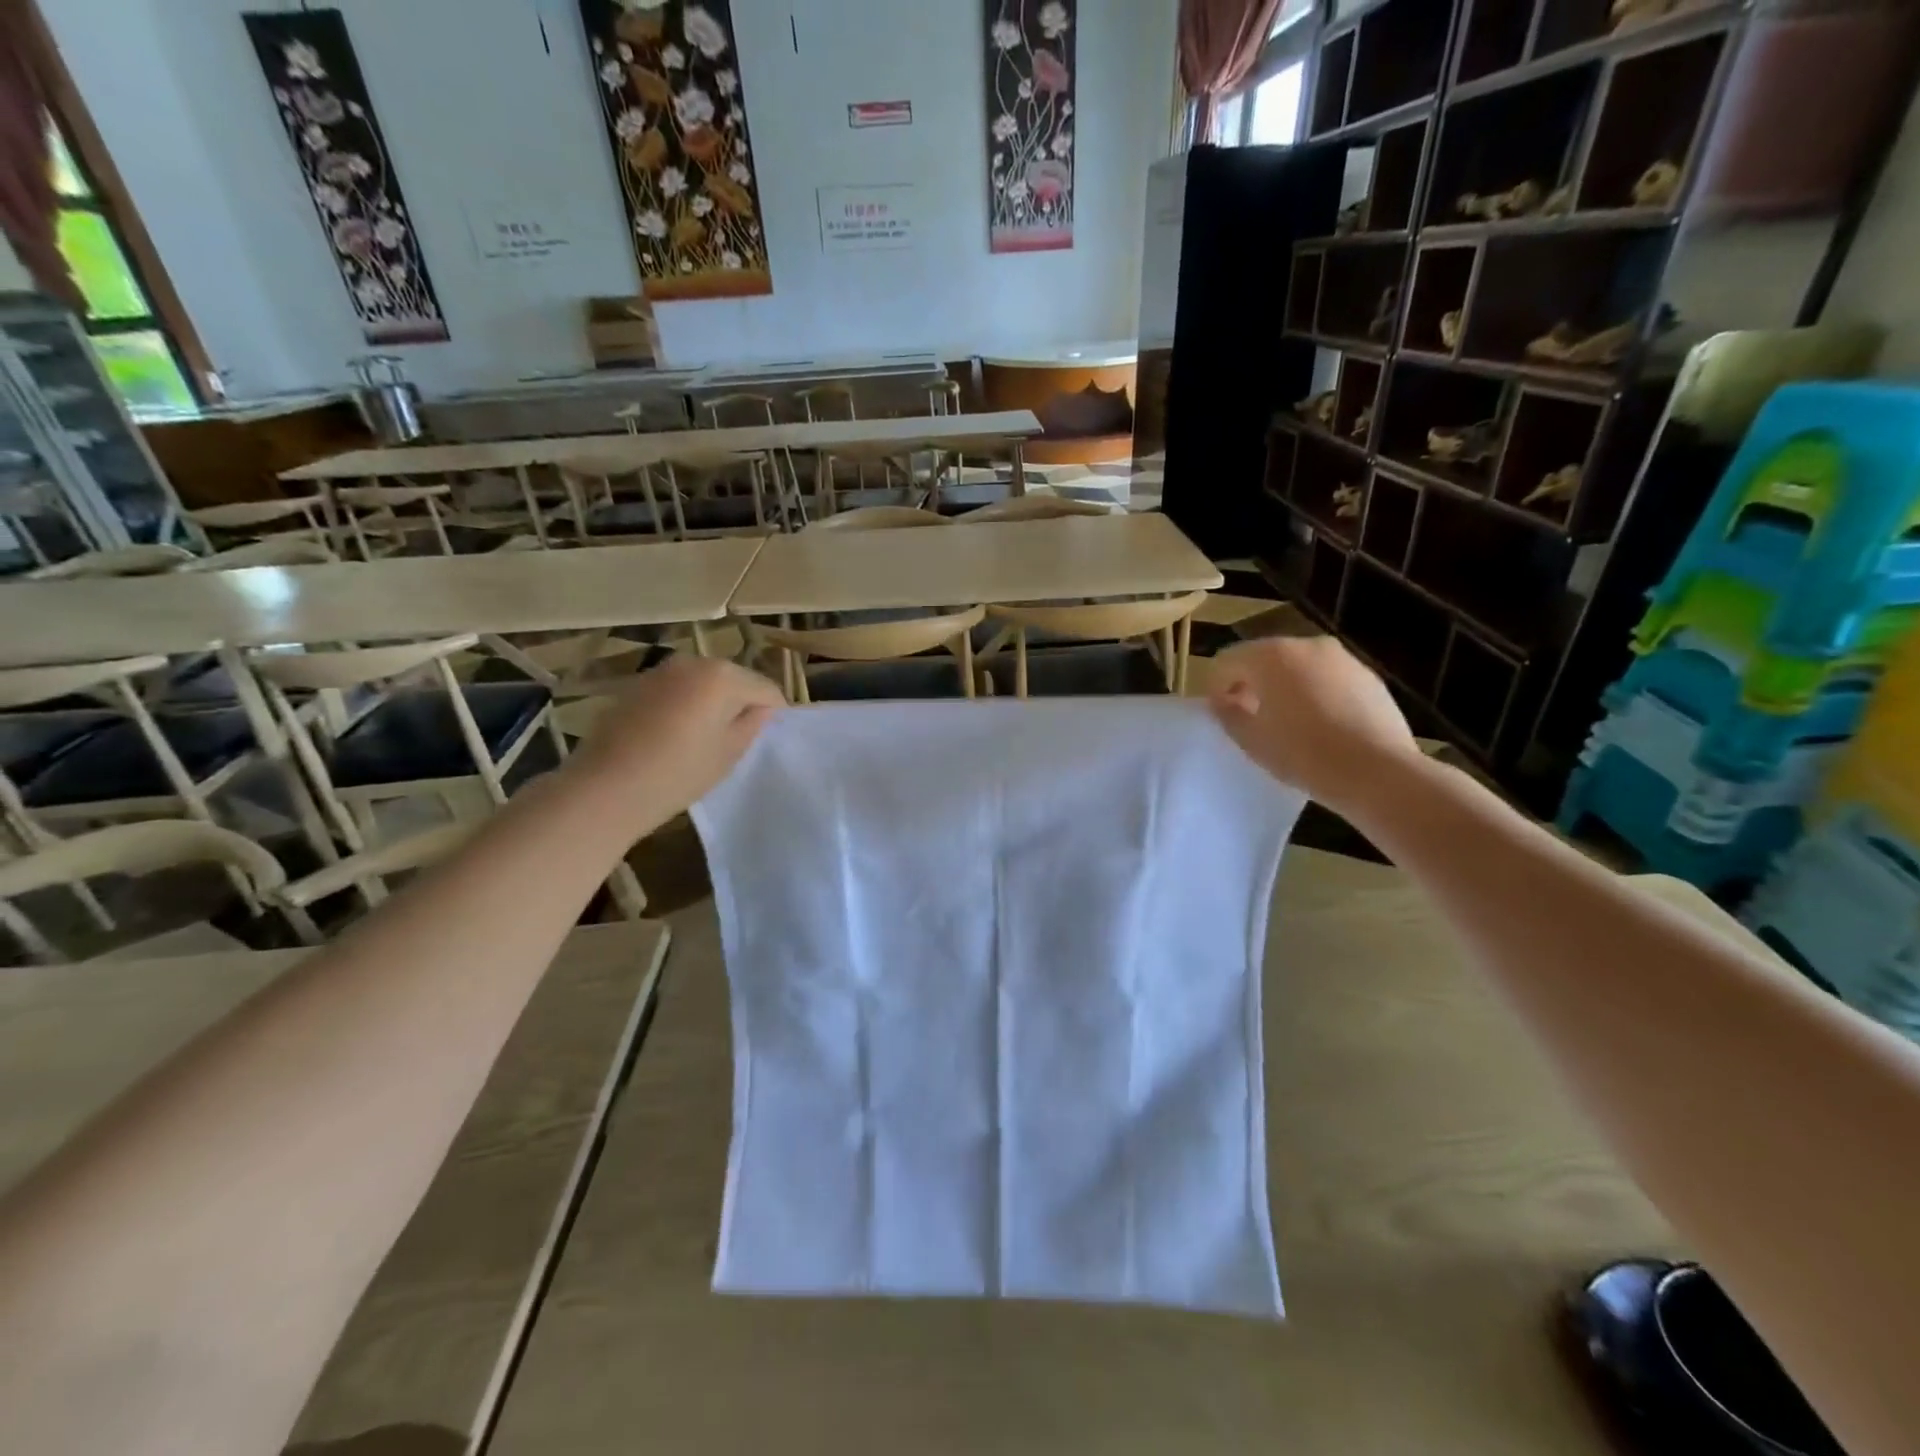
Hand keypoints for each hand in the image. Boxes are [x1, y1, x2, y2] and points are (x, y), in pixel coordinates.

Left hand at [571, 655, 782, 821]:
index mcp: (722, 676)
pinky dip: (684, 706)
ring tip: (706, 740)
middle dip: (742, 704)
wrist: (605, 788)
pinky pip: (676, 691)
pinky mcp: (636, 686)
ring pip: (703, 684)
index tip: (769, 739)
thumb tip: (763, 709)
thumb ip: (753, 724)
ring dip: (711, 704)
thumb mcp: (729, 753)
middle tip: (739, 740)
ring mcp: (660, 672)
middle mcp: (692, 663)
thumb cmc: (679, 772)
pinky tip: (675, 736)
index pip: (765, 688)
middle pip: (734, 680)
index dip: (774, 713)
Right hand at [1207, 635, 1421, 811]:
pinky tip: (1320, 726)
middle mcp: (1306, 645)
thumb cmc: (1303, 754)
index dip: (1215, 687)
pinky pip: (1327, 678)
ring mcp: (1342, 658)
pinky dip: (1315, 692)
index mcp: (1270, 656)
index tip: (1219, 715)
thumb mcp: (1251, 740)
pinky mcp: (1368, 676)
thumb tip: (1222, 702)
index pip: (1226, 661)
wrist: (1377, 772)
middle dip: (1251, 683)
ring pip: (1298, 666)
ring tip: (1287, 723)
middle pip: (1264, 658)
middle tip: (1249, 717)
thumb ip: (1227, 714)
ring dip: (1283, 687)